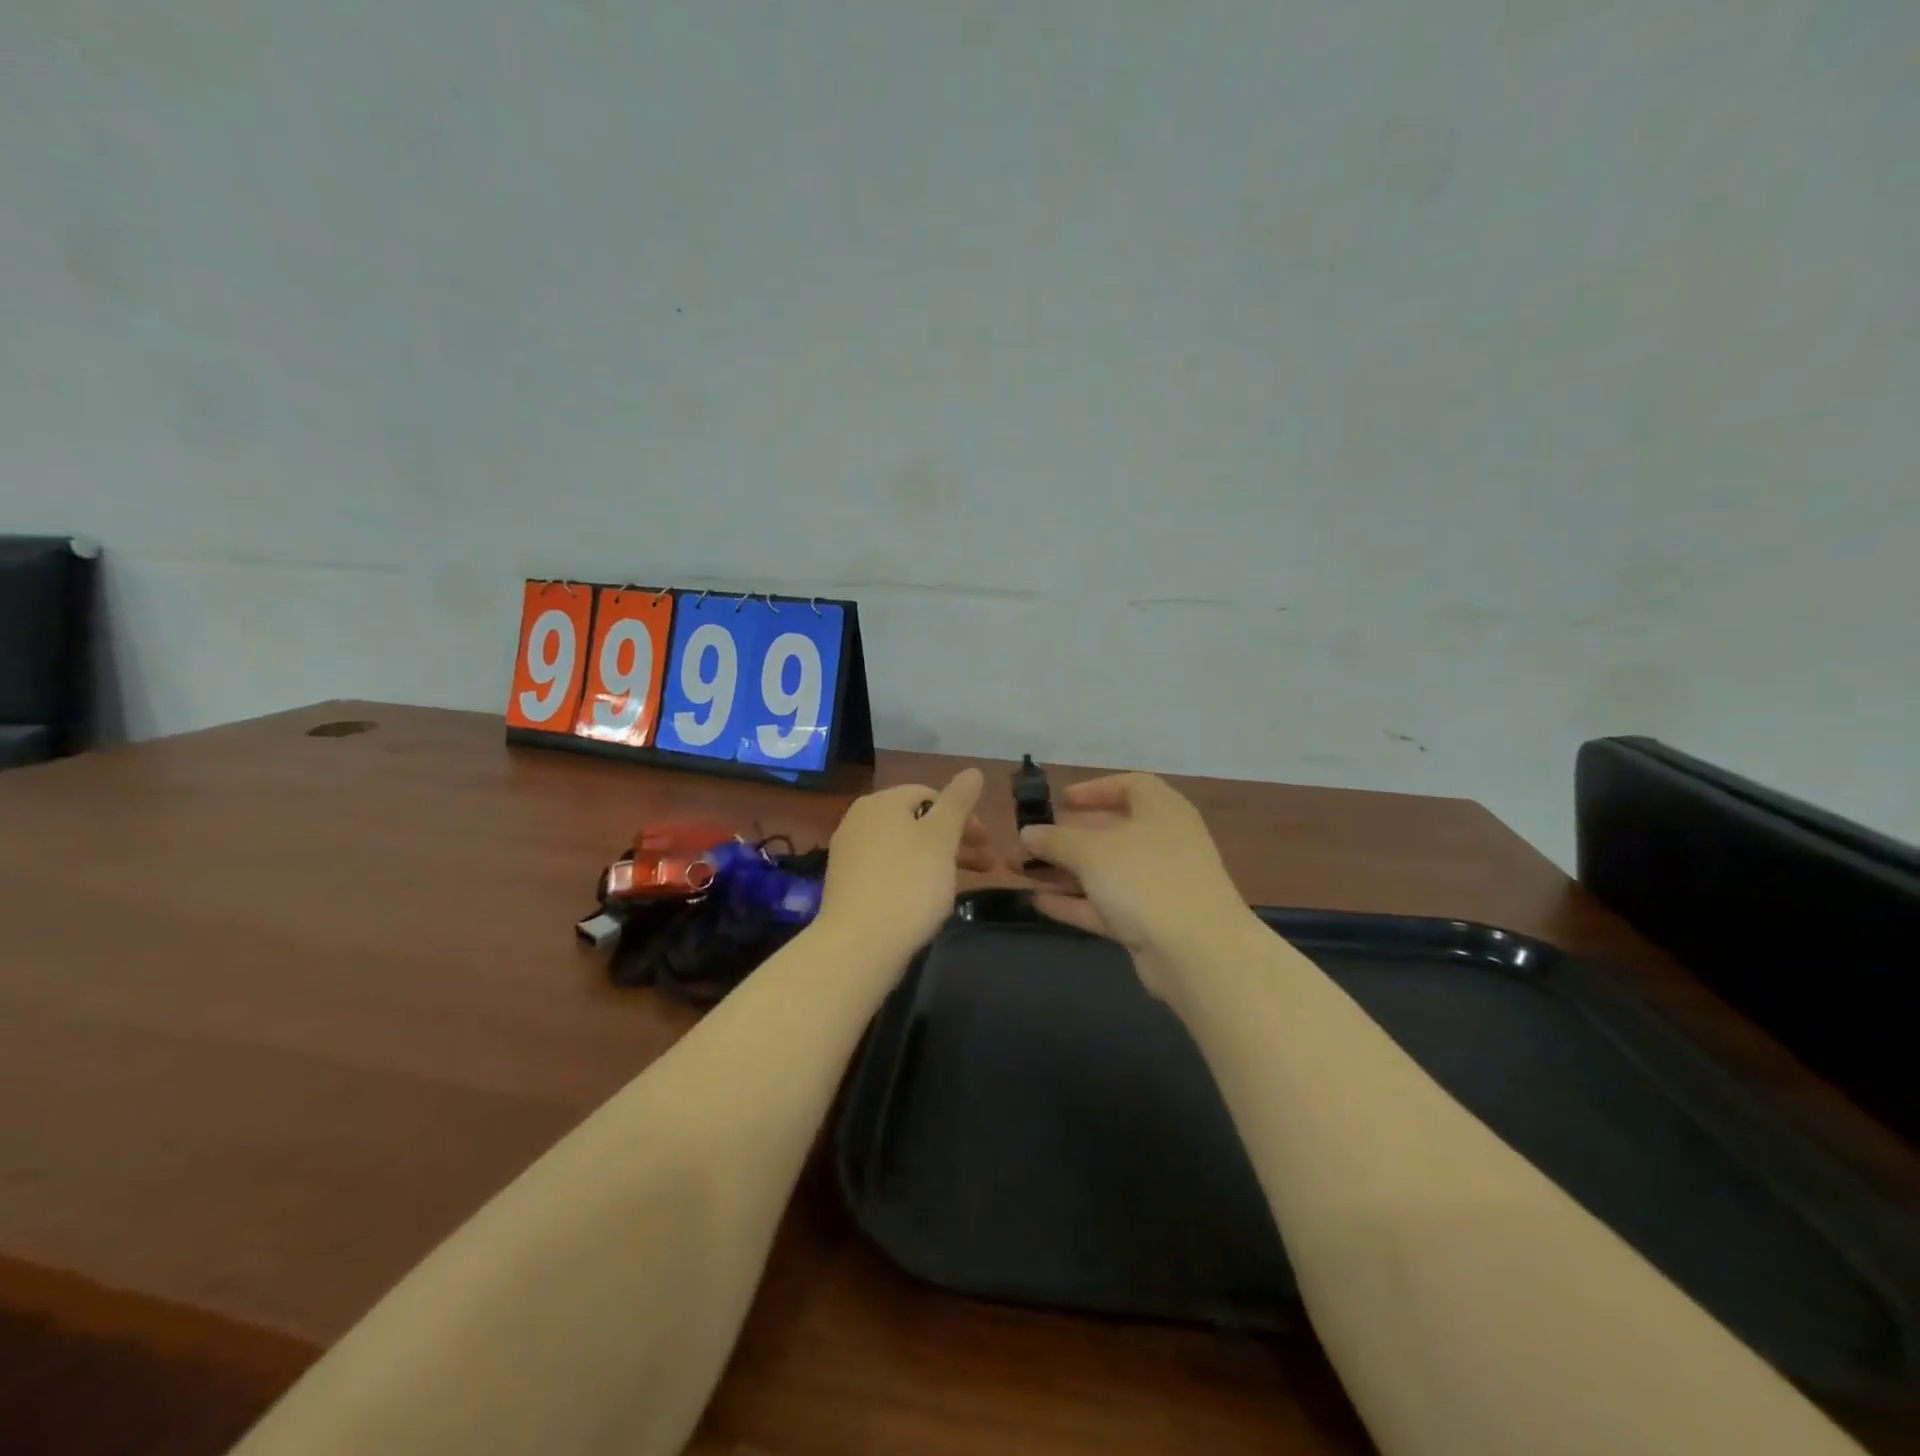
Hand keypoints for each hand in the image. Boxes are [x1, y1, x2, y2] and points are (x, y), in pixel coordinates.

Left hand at [817, 769, 990, 962]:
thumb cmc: (908, 884)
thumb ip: (959, 802)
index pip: (930, 794)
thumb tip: (973, 770)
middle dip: (956, 840)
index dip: (963, 815)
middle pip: (918, 821)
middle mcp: (860, 820)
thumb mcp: (942, 838)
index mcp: (881, 802)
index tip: (987, 842)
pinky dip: (915, 876)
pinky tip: (930, 898)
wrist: (858, 945)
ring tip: (965, 884)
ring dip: (940, 859)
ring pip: (905, 847)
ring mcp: (850, 854)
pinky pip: (890, 869)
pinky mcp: (848, 885)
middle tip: (987, 864)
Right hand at [1019, 773, 1254, 1001]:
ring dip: (1064, 871)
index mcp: (1161, 810)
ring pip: (1105, 871)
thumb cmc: (1146, 879)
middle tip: (1027, 844)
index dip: (1094, 790)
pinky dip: (1076, 902)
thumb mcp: (1092, 852)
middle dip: (1065, 838)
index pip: (1129, 786)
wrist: (1198, 953)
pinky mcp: (1151, 921)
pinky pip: (1107, 903)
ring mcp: (1159, 884)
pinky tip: (1040, 902)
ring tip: (1021, 873)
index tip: (1061, 801)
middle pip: (1110, 831)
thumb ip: (1055, 840)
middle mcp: (1163, 841)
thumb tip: (1028, 833)